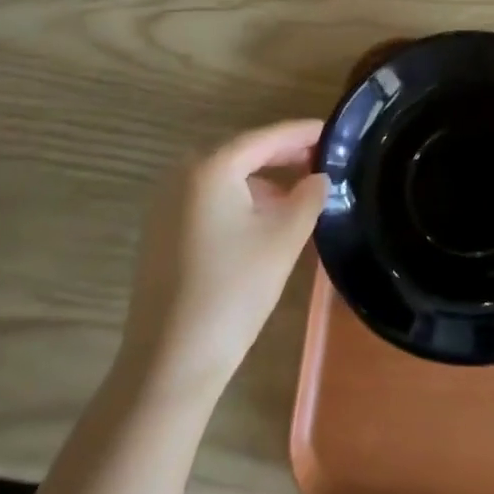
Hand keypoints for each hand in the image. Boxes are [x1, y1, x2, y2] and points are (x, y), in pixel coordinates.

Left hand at [120, 120, 329, 397]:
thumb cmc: (233, 291)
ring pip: (225, 177)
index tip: (333, 131)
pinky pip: (208, 199)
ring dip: (262, 180)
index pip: (266, 137)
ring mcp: (165, 203)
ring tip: (298, 194)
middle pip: (242, 152)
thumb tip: (318, 178)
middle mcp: (181, 174)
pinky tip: (264, 219)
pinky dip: (239, 199)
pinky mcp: (160, 231)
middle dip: (282, 155)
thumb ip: (308, 198)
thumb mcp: (283, 239)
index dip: (302, 133)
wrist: (170, 361)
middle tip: (321, 160)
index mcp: (211, 167)